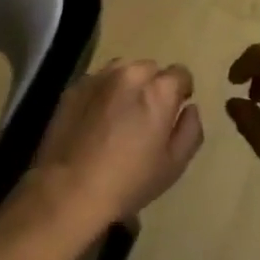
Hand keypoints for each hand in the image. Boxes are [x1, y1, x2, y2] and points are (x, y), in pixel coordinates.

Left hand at [31, 59, 203, 230]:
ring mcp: (98, 78)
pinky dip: (102, 93)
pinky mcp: (74, 88)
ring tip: (120, 114)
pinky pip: (97, 82)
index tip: (173, 111)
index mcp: (158, 91)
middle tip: (145, 116)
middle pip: (150, 69)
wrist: (68, 190)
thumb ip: (190, 130)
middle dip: (153, 87)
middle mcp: (129, 75)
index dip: (181, 91)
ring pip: (122, 70)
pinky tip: (95, 120)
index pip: (180, 73)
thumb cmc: (128, 181)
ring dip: (127, 85)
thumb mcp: (174, 165)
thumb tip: (190, 108)